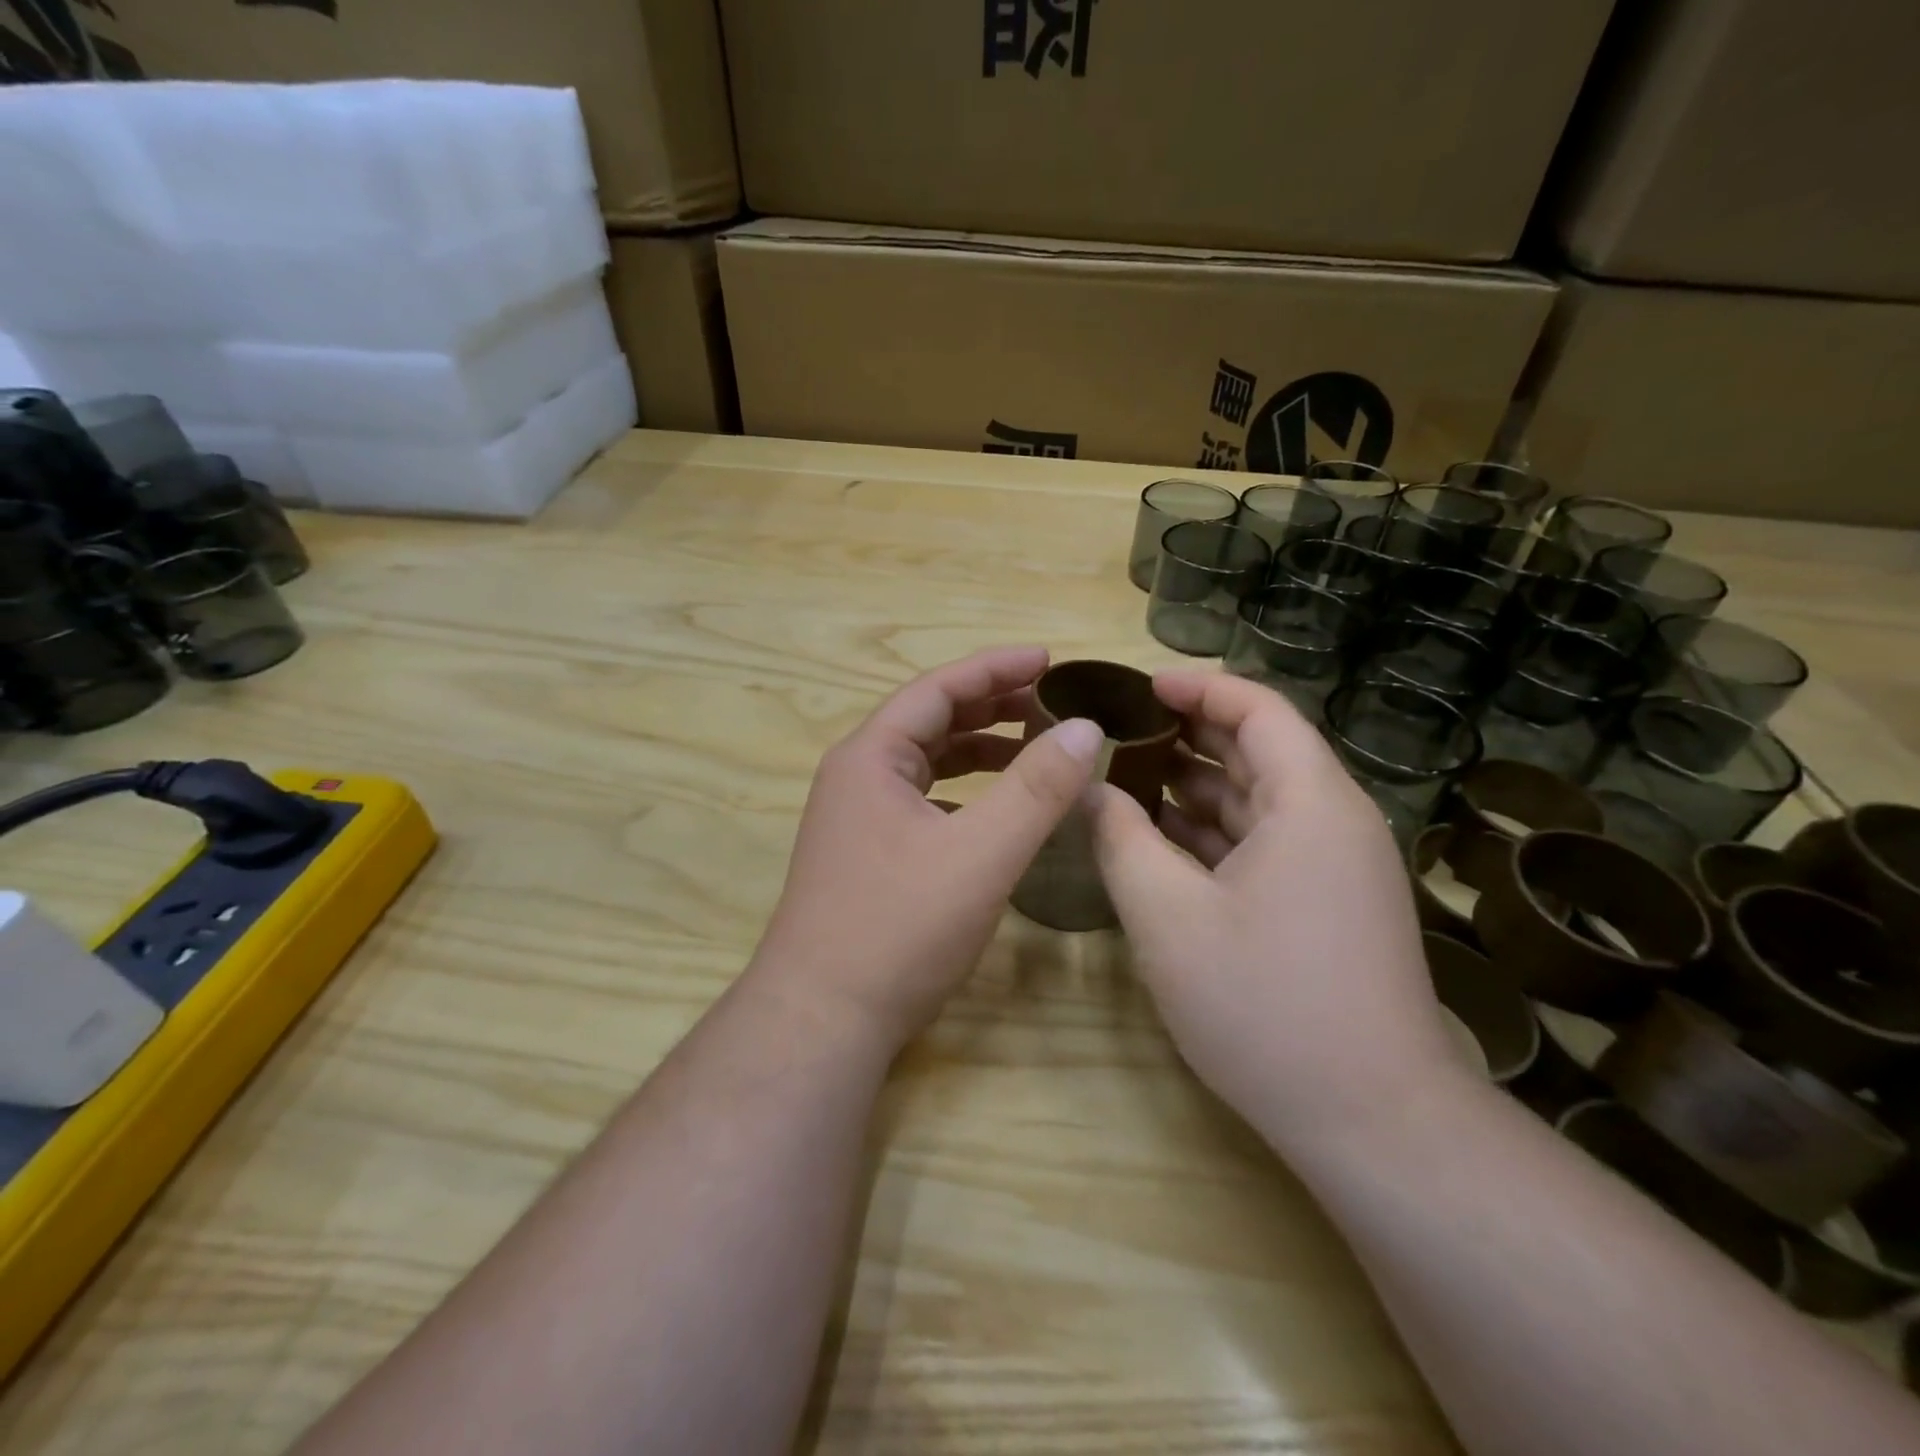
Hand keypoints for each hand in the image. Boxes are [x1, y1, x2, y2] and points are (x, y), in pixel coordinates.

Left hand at [752, 646, 1103, 1050]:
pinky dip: (965, 791)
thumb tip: (1086, 727)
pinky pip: (923, 801)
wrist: (822, 1020)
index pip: (939, 688)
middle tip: (1052, 702)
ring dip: (980, 749)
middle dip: (992, 705)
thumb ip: (1037, 788)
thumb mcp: (981, 854)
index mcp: (872, 756)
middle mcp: (857, 776)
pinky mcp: (867, 854)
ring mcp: (857, 817)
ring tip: (1035, 746)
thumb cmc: (899, 928)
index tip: (1050, 658)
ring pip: (927, 763)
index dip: (996, 667)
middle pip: (931, 720)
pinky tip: (996, 809)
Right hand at [1087, 671, 1469, 1153]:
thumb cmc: (1264, 1005)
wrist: (1372, 1122)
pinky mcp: (1327, 905)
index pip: (1258, 710)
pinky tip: (1161, 840)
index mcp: (1310, 803)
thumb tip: (1089, 788)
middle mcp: (1333, 821)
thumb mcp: (1167, 916)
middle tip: (1117, 731)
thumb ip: (1120, 838)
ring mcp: (1335, 867)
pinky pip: (1264, 844)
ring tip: (1125, 777)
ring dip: (1194, 786)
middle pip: (1259, 751)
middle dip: (1187, 735)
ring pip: (1258, 801)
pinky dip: (1213, 832)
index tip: (1138, 687)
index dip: (1197, 688)